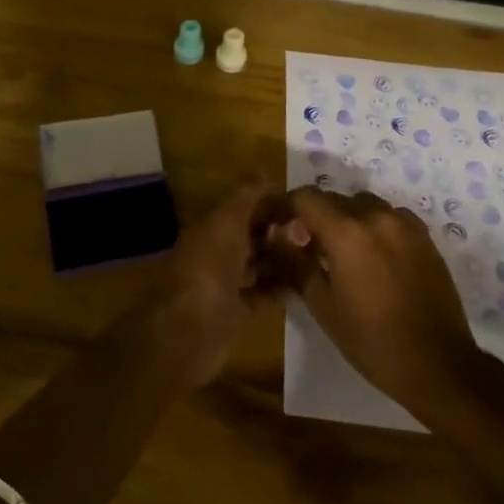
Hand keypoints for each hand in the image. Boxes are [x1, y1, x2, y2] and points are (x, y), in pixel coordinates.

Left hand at [144, 175, 293, 387]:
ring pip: (258, 265)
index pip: (243, 208)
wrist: (188, 332)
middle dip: (279, 232)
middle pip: (251, 236)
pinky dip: (280, 290)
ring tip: (315, 257)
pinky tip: (305, 287)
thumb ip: (245, 197)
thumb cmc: (208, 268)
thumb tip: (263, 172)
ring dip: (282, 260)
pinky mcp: (235, 313)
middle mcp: (217, 252)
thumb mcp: (227, 222)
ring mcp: (225, 284)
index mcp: (212, 227)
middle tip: (314, 232)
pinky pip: (262, 295)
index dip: (269, 204)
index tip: (301, 204)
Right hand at [280, 186, 484, 422]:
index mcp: (347, 232)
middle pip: (334, 199)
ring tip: (341, 252)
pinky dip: (373, 226)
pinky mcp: (424, 235)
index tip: (278, 226)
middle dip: (315, 216)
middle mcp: (376, 216)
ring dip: (345, 219)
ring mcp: (404, 223)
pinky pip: (388, 216)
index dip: (286, 207)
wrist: (439, 364)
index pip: (305, 197)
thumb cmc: (373, 341)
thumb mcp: (323, 306)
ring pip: (362, 205)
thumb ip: (296, 264)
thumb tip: (277, 237)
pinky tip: (373, 257)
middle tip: (306, 246)